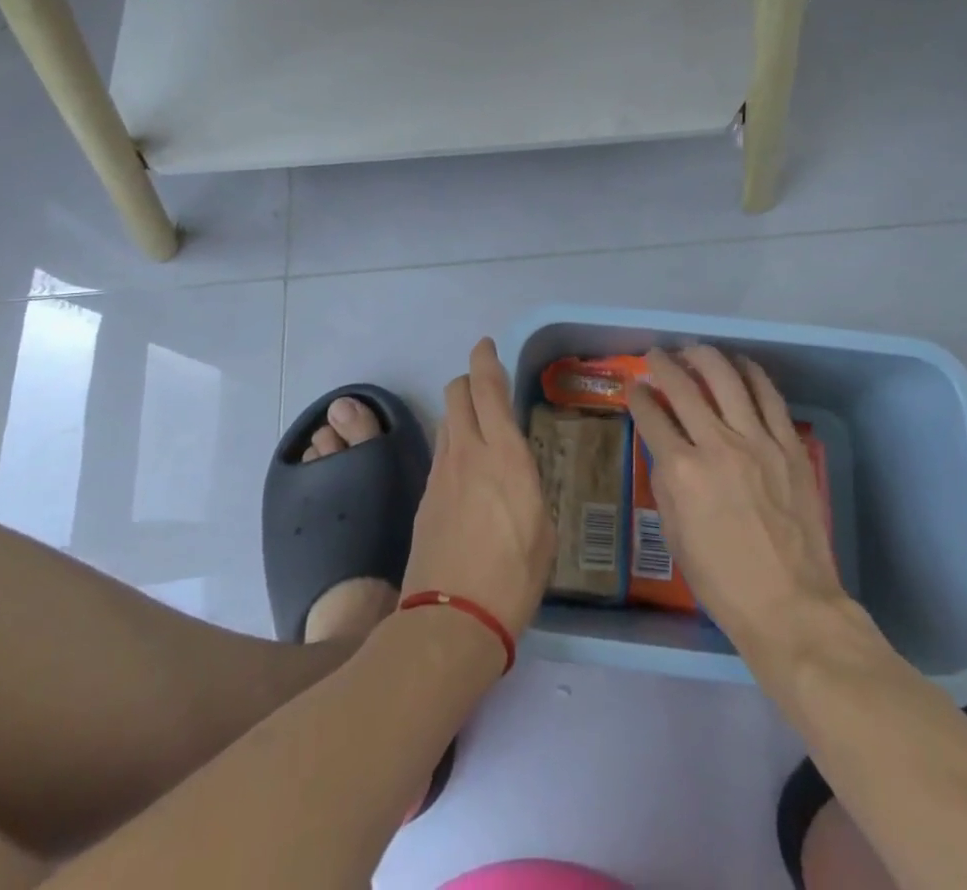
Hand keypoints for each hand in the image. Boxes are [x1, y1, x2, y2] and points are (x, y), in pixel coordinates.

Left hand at [401, 338, 555, 643]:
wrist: (450, 620)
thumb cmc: (513, 576)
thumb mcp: (542, 528)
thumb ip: (528, 488)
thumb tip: (516, 476)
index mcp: (504, 455)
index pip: (488, 389)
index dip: (485, 360)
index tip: (486, 345)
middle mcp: (468, 452)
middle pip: (457, 394)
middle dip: (470, 381)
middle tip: (487, 390)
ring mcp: (440, 474)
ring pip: (447, 421)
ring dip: (461, 413)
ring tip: (479, 432)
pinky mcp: (424, 498)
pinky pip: (440, 455)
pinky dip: (453, 448)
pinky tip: (466, 475)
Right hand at [628, 347, 850, 662]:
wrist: (792, 606)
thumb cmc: (723, 581)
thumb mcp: (675, 537)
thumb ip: (665, 485)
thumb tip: (664, 451)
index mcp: (682, 472)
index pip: (651, 416)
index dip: (637, 396)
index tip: (634, 387)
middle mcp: (716, 445)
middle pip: (683, 387)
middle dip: (663, 365)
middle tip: (656, 355)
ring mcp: (757, 441)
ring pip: (727, 378)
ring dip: (705, 357)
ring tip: (694, 350)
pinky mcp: (789, 445)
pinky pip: (769, 396)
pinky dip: (751, 373)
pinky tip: (740, 365)